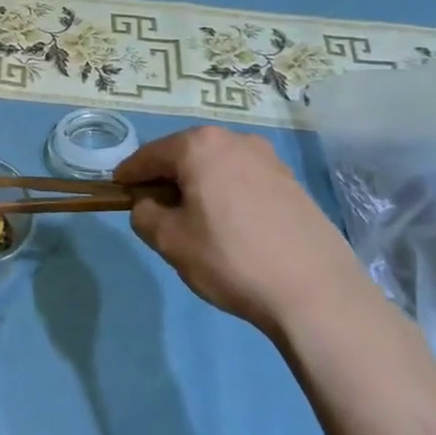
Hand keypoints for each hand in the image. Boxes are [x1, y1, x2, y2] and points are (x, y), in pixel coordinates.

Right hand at [117, 127, 363, 335]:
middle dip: (167, 178)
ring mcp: (269, 160)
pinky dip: (228, 195)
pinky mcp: (293, 184)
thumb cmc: (231, 259)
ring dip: (199, 186)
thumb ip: (144, 215)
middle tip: (156, 209)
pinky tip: (232, 228)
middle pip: (185, 155)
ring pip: (217, 167)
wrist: (318, 294)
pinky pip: (245, 181)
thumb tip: (149, 207)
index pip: (150, 154)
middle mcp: (235, 140)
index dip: (129, 174)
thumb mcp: (169, 241)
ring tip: (195, 221)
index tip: (118, 190)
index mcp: (199, 145)